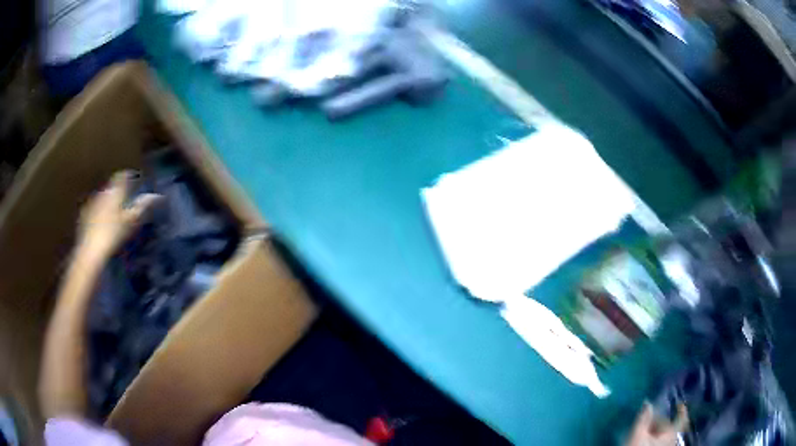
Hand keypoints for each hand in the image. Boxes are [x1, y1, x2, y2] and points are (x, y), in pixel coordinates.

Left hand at [77, 171, 160, 260]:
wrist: (90, 251)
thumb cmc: (113, 234)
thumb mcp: (131, 221)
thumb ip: (142, 206)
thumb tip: (156, 195)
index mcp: (114, 191)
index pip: (122, 176)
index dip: (129, 176)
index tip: (135, 179)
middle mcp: (102, 192)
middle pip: (112, 187)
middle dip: (118, 192)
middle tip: (126, 201)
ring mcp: (91, 204)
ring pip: (103, 198)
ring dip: (109, 203)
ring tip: (115, 214)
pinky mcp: (84, 216)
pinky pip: (94, 210)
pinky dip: (100, 214)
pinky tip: (102, 225)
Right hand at [626, 403, 687, 445]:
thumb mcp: (638, 435)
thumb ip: (643, 418)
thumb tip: (648, 403)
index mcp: (671, 433)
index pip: (681, 418)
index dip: (681, 410)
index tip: (678, 403)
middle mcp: (673, 440)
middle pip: (668, 426)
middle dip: (657, 423)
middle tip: (645, 422)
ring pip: (663, 435)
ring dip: (654, 432)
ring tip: (642, 433)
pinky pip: (661, 442)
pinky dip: (654, 439)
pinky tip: (645, 440)